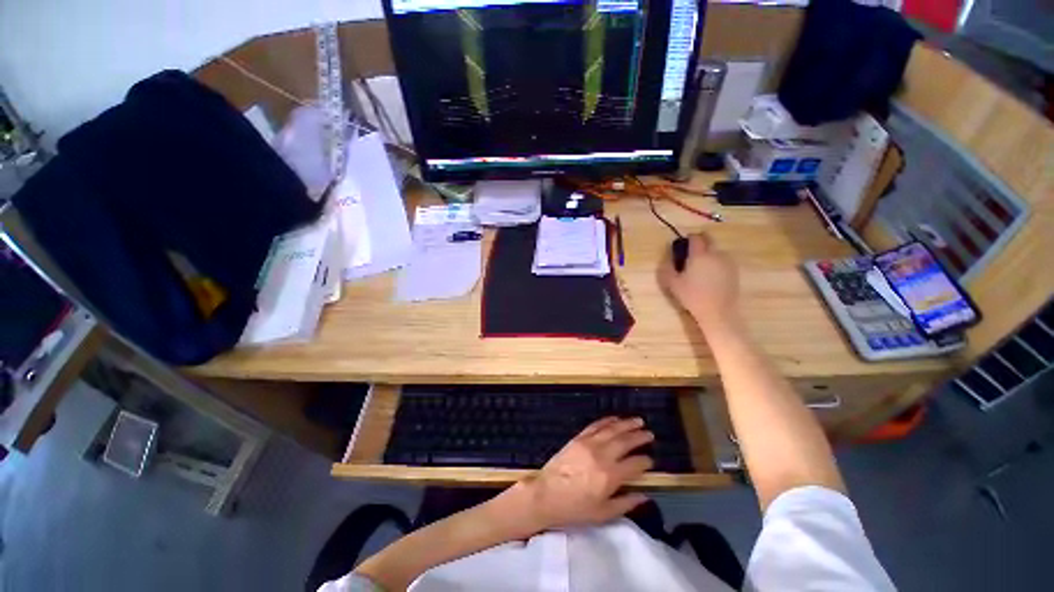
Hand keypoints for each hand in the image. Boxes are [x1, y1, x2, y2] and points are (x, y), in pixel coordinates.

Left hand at [507, 417, 652, 533]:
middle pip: (625, 442)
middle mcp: (602, 455)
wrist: (546, 494)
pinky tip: (615, 418)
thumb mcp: (602, 514)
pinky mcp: (578, 438)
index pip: (634, 464)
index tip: (651, 460)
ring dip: (626, 424)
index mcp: (610, 476)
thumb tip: (644, 496)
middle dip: (639, 437)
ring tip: (638, 421)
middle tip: (650, 434)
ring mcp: (589, 443)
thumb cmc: (574, 508)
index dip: (645, 461)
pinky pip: (595, 425)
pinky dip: (607, 420)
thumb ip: (625, 504)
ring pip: (612, 430)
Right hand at [658, 233, 741, 334]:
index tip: (683, 244)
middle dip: (700, 241)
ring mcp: (727, 262)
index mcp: (700, 255)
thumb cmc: (692, 296)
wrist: (717, 311)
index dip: (688, 238)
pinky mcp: (734, 271)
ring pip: (716, 250)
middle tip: (690, 252)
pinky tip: (710, 275)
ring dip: (708, 252)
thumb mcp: (672, 283)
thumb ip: (668, 267)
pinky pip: (723, 260)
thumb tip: (667, 257)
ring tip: (700, 266)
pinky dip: (716, 262)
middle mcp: (715, 254)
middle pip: (709, 239)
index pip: (696, 237)